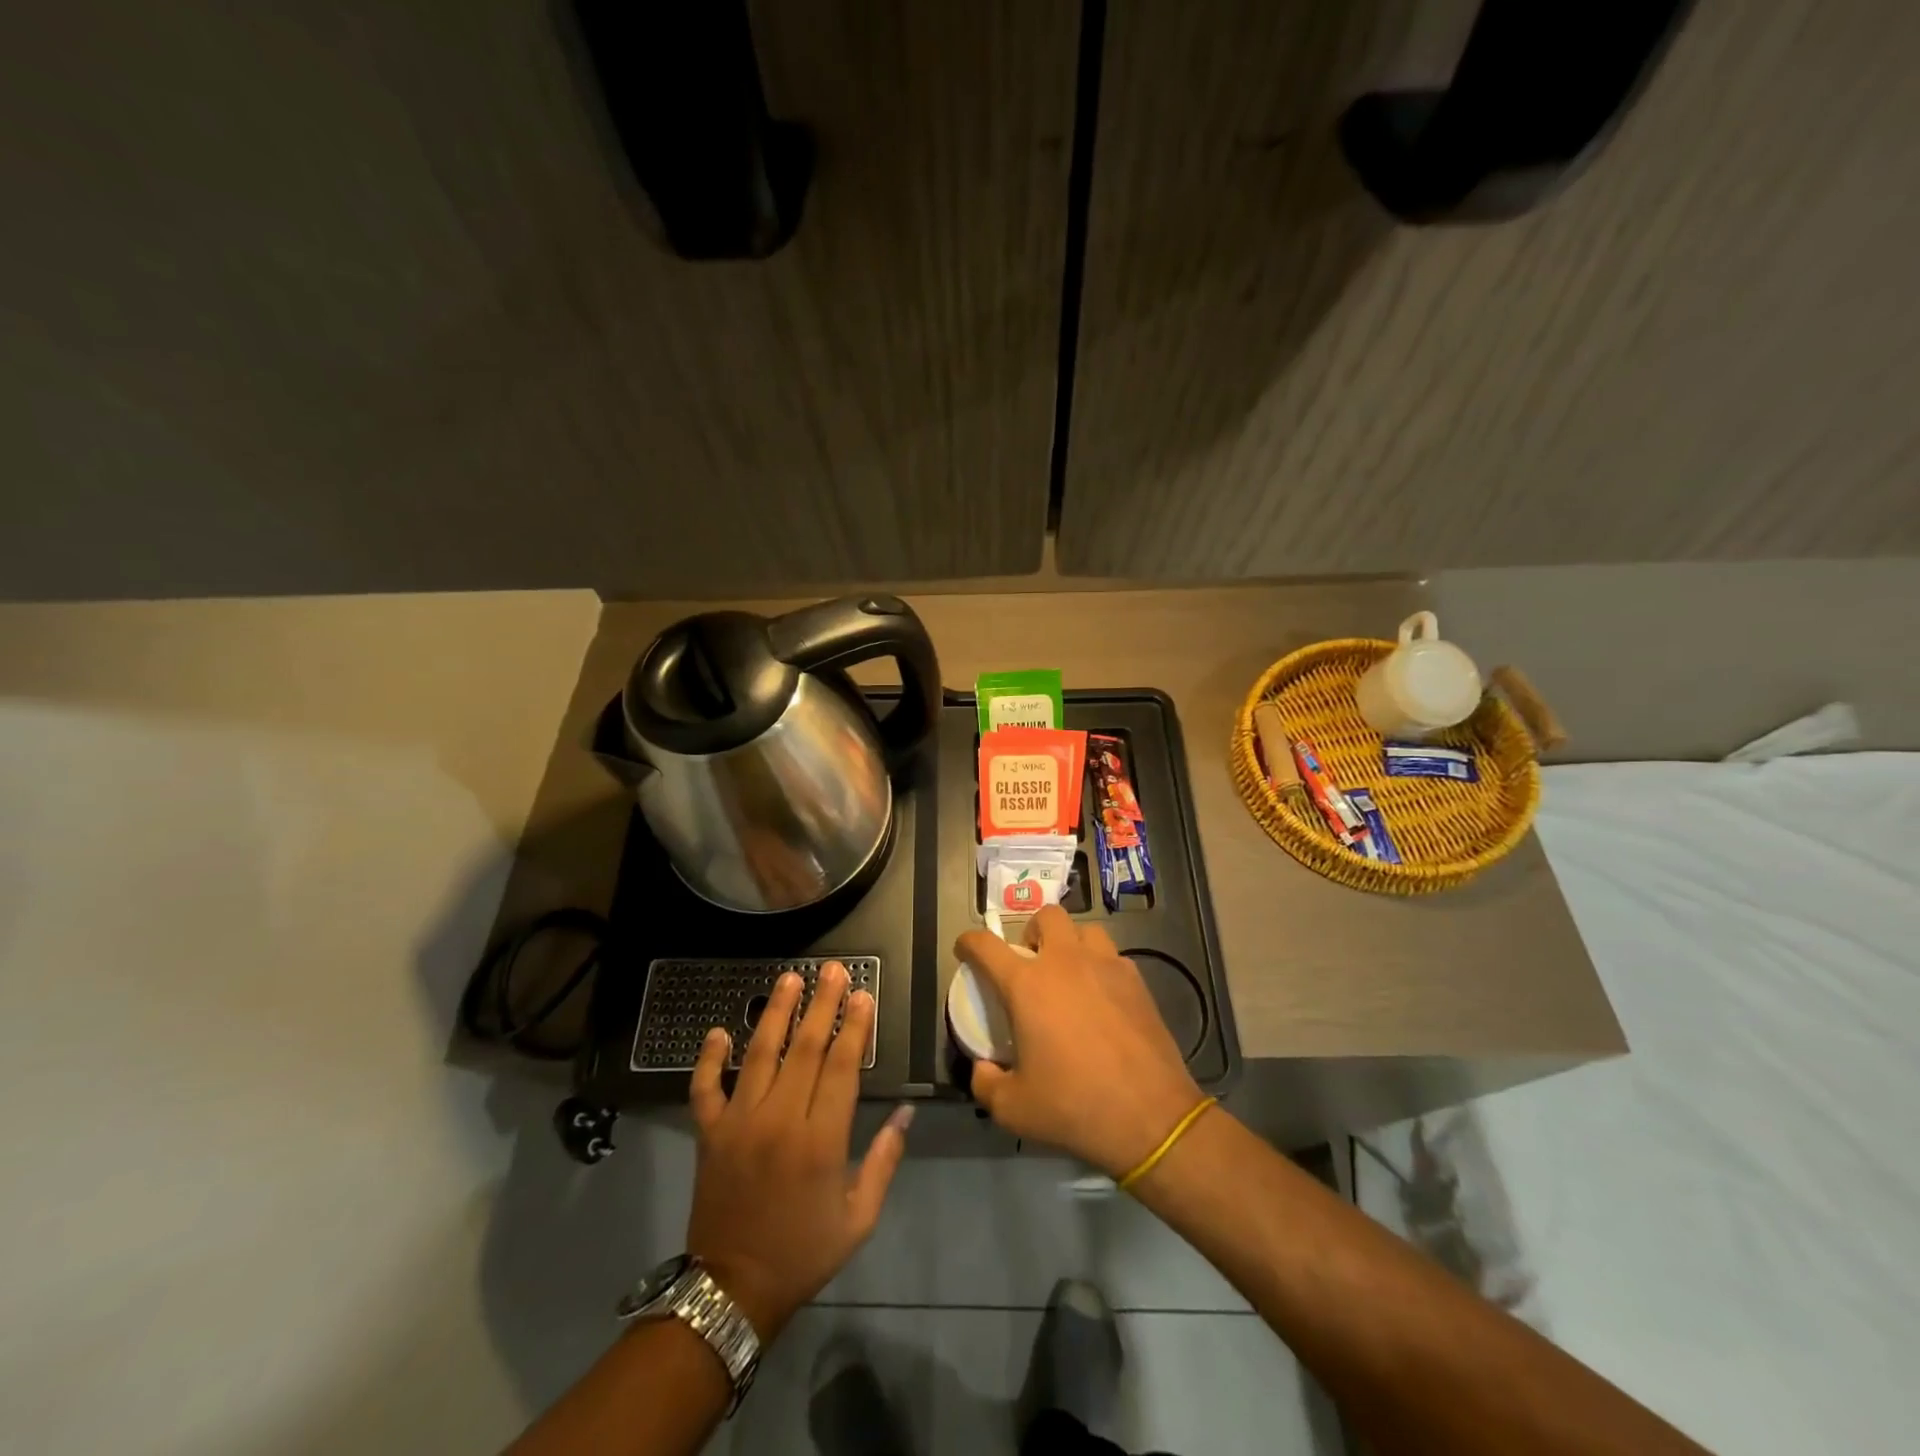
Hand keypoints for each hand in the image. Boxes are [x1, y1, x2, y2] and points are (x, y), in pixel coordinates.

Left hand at [685, 963, 910, 1340]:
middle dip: (822, 1004)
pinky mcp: (708, 1134)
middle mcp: (779, 1120)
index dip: (855, 1026)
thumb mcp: (859, 1217)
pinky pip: (705, 1088)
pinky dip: (708, 1059)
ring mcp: (739, 1123)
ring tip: (789, 979)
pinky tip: (717, 1031)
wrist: (733, 1291)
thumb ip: (885, 1160)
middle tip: (833, 969)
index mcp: (821, 1140)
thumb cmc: (804, 1252)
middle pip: (805, 1048)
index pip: (842, 1066)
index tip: (863, 994)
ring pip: (759, 1054)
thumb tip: (906, 1111)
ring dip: (775, 1013)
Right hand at [955, 906, 1203, 1177]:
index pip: (986, 946)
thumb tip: (983, 1068)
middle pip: (1046, 916)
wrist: (1150, 1116)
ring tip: (1069, 974)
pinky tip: (1102, 998)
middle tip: (1030, 962)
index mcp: (1028, 985)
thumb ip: (986, 1083)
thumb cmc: (1074, 1106)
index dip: (969, 943)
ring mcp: (1106, 966)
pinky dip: (1101, 967)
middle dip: (1032, 931)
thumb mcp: (1014, 1109)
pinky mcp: (1137, 981)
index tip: (965, 949)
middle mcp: (1065, 962)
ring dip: (1071, 943)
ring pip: (1085, 930)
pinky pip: (1113, 957)